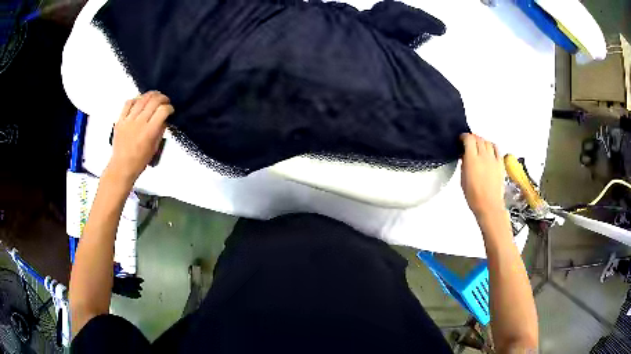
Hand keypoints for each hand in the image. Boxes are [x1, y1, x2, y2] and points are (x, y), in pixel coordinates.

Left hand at [106, 91, 173, 184]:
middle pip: (153, 101)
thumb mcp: (155, 148)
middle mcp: (139, 123)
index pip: (163, 110)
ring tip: (154, 96)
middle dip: (162, 98)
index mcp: (149, 132)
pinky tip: (139, 100)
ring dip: (150, 95)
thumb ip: (160, 132)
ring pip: (141, 99)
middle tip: (165, 100)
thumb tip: (164, 120)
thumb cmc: (139, 161)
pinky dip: (135, 99)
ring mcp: (128, 120)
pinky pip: (128, 103)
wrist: (121, 167)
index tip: (170, 110)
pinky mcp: (120, 120)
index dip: (169, 107)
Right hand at [460, 133, 504, 218]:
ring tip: (478, 146)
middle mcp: (483, 156)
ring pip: (487, 142)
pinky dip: (491, 146)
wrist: (489, 205)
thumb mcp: (463, 179)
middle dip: (472, 138)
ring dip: (482, 141)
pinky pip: (496, 148)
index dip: (464, 137)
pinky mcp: (500, 163)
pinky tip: (489, 150)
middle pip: (478, 138)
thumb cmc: (473, 196)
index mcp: (472, 159)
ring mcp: (493, 159)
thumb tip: (464, 155)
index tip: (460, 140)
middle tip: (468, 143)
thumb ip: (464, 164)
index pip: (468, 139)